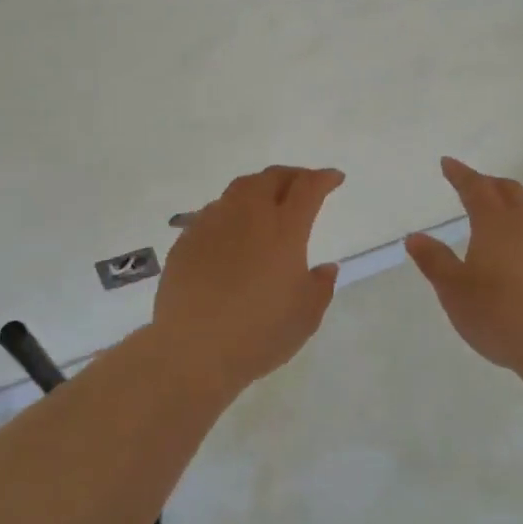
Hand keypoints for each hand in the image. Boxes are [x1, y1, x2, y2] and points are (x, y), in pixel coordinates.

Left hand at [153, 165, 344, 395]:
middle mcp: (249, 214)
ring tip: (267, 201)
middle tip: (302, 184)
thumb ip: (320, 287)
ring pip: (240, 188)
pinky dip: (232, 211)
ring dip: (260, 188)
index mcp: (284, 228)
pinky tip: (233, 231)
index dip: (323, 178)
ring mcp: (213, 222)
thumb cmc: (259, 333)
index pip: (308, 188)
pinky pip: (215, 211)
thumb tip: (326, 268)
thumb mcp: (305, 317)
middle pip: (272, 178)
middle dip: (292, 176)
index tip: (334, 178)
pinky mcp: (188, 238)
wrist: (191, 348)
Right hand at [405, 157, 522, 376]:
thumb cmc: (500, 314)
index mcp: (494, 222)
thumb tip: (415, 237)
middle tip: (476, 186)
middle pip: (508, 190)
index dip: (460, 174)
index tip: (448, 163)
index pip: (474, 187)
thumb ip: (434, 261)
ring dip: (519, 205)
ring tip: (509, 216)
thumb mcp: (455, 291)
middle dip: (489, 184)